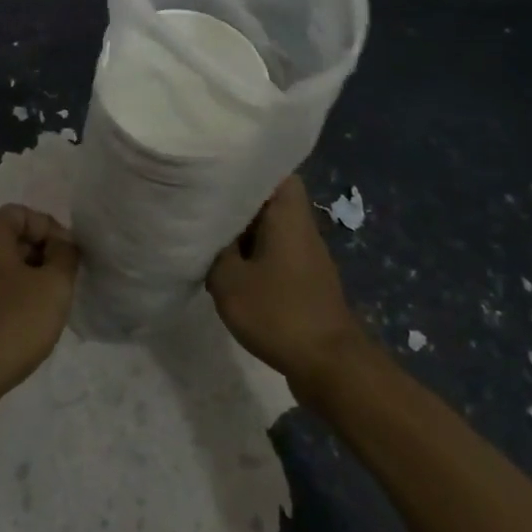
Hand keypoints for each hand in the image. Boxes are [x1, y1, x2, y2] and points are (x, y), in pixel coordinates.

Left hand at [0, 205, 79, 405]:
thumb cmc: (9, 324)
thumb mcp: (53, 286)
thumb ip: (66, 256)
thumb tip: (63, 245)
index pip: (24, 213)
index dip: (53, 230)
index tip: (71, 260)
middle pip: (11, 238)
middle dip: (42, 256)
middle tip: (63, 284)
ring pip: (0, 267)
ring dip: (28, 280)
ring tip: (48, 307)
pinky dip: (10, 299)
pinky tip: (25, 326)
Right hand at [208, 176, 367, 387]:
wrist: (329, 365)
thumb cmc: (279, 312)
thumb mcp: (228, 280)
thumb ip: (212, 250)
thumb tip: (205, 232)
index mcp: (287, 213)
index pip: (272, 169)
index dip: (245, 165)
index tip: (216, 167)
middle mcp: (300, 225)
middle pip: (268, 198)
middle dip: (236, 198)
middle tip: (202, 199)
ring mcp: (305, 253)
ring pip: (270, 226)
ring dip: (242, 230)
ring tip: (207, 232)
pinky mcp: (304, 279)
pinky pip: (274, 252)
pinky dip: (252, 254)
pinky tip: (227, 268)